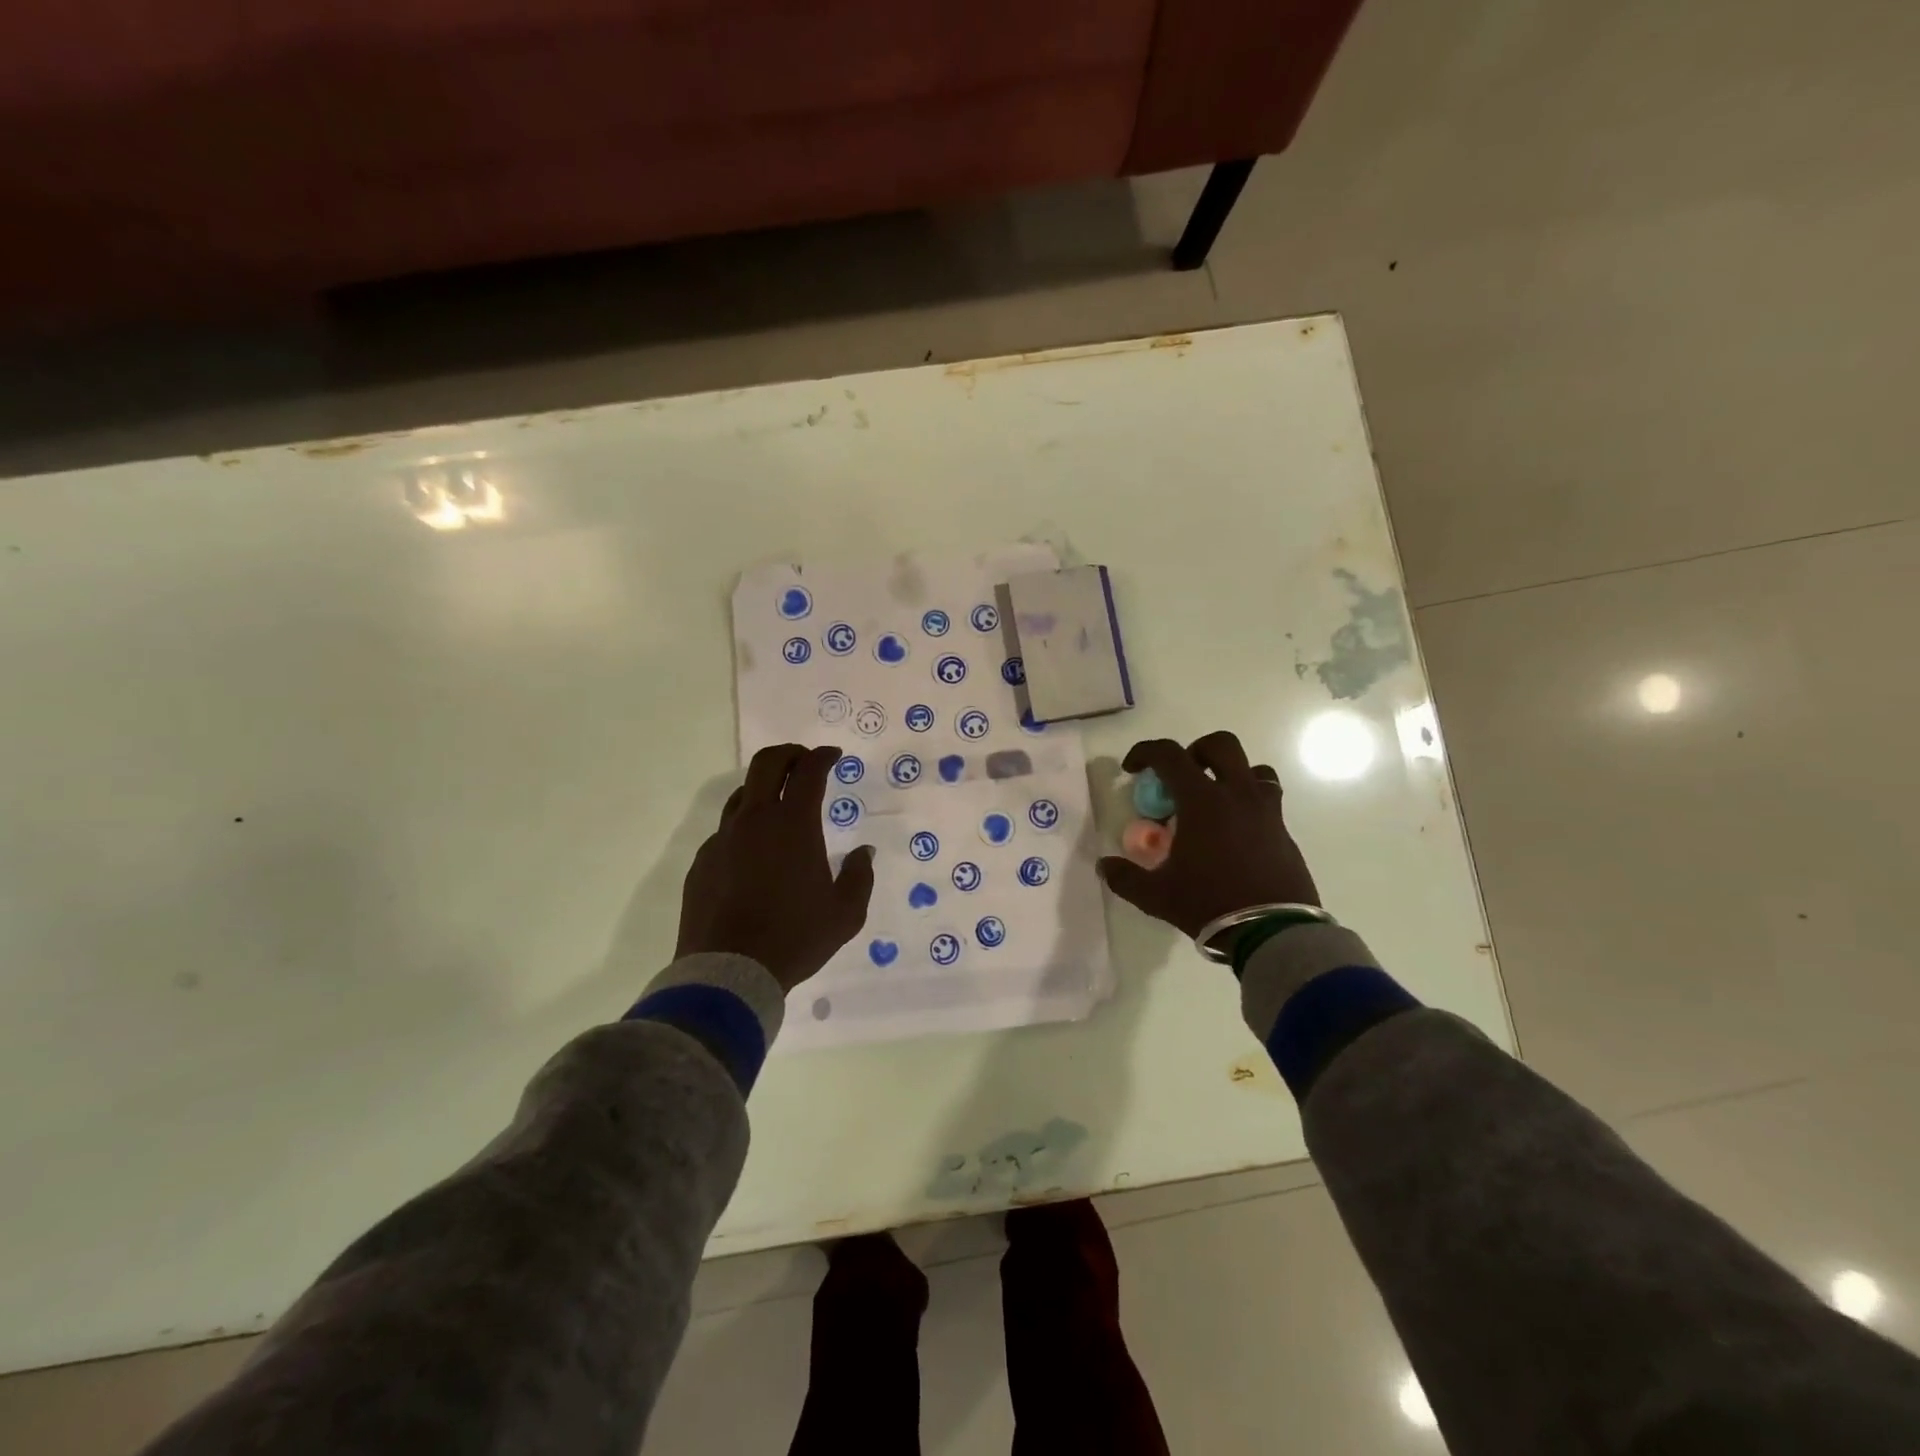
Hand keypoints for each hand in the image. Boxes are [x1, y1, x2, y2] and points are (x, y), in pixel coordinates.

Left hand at [676, 744, 876, 991]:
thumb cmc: (795, 938)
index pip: (808, 772)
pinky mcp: (703, 862)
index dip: (823, 757)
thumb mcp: (845, 914)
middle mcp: (755, 821)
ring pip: (742, 795)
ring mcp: (723, 840)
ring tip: (778, 805)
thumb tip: (863, 853)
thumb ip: (860, 876)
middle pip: (767, 764)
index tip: (833, 756)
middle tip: (804, 761)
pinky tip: (754, 853)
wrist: (729, 973)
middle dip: (789, 754)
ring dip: (764, 789)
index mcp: (793, 825)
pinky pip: (726, 832)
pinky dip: (744, 827)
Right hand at [1097, 731, 1319, 938]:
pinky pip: (1268, 801)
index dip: (1145, 752)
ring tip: (1215, 803)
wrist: (1273, 933)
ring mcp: (1267, 811)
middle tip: (1181, 778)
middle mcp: (1237, 795)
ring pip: (1254, 769)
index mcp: (1202, 801)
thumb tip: (1105, 866)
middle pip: (1221, 745)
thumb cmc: (1209, 904)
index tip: (1132, 769)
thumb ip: (1126, 877)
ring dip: (1231, 775)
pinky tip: (1235, 834)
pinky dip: (1248, 804)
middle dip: (1196, 752)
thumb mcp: (1156, 895)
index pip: (1169, 755)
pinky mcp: (1284, 832)